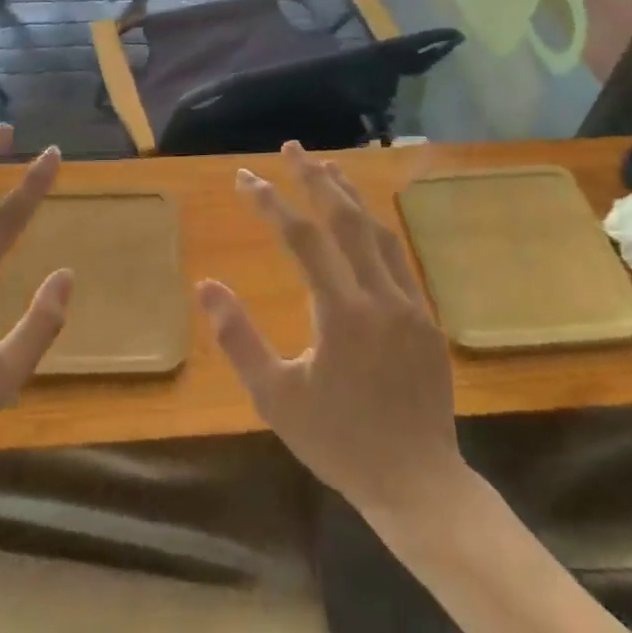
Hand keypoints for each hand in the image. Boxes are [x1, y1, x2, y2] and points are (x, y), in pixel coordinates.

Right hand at [196, 143, 465, 524]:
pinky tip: (361, 222)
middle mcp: (380, 296)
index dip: (271, 203)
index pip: (302, 238)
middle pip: (346, 219)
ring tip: (325, 168)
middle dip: (315, 178)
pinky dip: (373, 228)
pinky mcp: (426, 318)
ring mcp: (410, 304)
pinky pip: (396, 257)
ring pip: (377, 232)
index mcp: (342, 313)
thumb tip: (205, 286)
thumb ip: (238, 338)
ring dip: (348, 195)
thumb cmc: (337, 442)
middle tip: (291, 149)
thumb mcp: (275, 397)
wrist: (417, 483)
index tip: (245, 178)